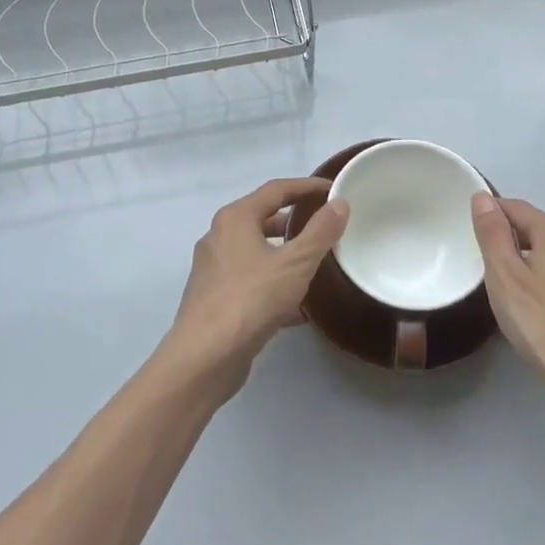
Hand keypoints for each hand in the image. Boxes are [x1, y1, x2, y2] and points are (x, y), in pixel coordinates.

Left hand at [166, 178, 349, 393]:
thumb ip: (320, 232)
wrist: (204, 358)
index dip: (307, 187)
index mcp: (236, 218)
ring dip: (285, 254)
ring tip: (316, 264)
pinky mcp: (214, 297)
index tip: (333, 190)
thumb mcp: (295, 264)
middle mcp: (219, 236)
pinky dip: (273, 282)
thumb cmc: (250, 300)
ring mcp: (213, 268)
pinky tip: (298, 307)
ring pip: (256, 251)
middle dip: (295, 221)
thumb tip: (340, 204)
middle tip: (326, 226)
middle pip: (263, 218)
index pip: (276, 189)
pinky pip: (251, 279)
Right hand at [471, 193, 544, 408]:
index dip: (491, 214)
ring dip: (533, 263)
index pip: (516, 207)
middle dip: (512, 240)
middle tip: (487, 266)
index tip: (472, 235)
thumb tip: (482, 196)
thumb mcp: (505, 278)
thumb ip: (492, 234)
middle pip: (539, 230)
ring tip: (513, 290)